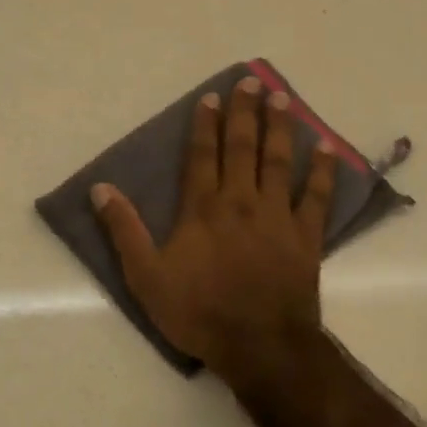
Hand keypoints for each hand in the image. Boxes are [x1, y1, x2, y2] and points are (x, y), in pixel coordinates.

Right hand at [92, 75, 335, 387]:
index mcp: (203, 209)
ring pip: (279, 162)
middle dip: (245, 113)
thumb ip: (124, 230)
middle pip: (243, 148)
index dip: (205, 125)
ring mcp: (278, 217)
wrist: (259, 345)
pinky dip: (322, 172)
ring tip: (283, 99)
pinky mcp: (306, 237)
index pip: (203, 156)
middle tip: (252, 81)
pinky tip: (326, 148)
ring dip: (280, 128)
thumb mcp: (145, 276)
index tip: (211, 97)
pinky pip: (317, 197)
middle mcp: (241, 202)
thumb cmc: (198, 312)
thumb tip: (100, 188)